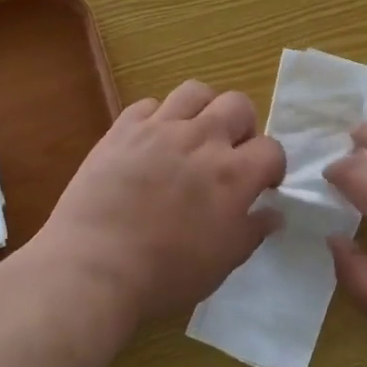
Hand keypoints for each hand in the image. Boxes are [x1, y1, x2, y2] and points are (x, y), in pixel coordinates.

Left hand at [42, 80, 285, 323]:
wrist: (92, 268)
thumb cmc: (165, 275)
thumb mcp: (222, 263)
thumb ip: (252, 232)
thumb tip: (274, 213)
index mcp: (233, 174)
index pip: (271, 149)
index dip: (272, 166)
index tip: (263, 185)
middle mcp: (202, 139)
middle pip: (238, 104)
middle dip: (243, 127)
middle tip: (230, 153)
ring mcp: (160, 129)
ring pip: (195, 92)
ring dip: (203, 110)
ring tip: (194, 135)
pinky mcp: (123, 129)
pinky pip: (149, 104)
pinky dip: (157, 118)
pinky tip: (152, 142)